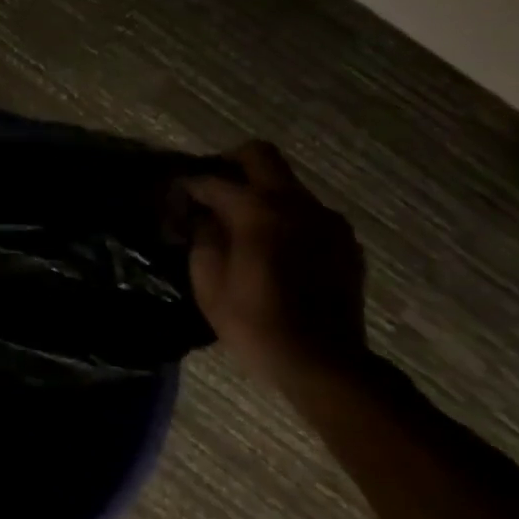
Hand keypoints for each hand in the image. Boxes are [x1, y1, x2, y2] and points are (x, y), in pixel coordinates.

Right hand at [183, 142, 367, 383]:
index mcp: (257, 210)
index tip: (174, 196)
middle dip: (230, 164)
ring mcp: (325, 219)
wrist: (323, 363)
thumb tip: (199, 214)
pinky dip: (285, 216)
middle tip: (211, 190)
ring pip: (286, 183)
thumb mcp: (208, 281)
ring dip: (260, 192)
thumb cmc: (255, 323)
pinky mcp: (344, 240)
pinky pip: (307, 211)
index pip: (212, 180)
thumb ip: (201, 236)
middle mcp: (295, 203)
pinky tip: (273, 247)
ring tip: (241, 224)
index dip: (187, 185)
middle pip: (260, 155)